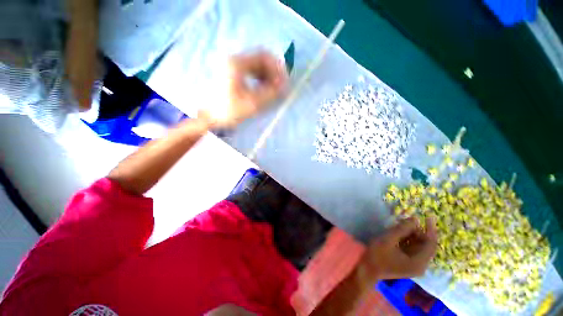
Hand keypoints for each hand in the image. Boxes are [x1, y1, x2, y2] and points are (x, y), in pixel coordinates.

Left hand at [199, 51, 287, 127]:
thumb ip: (270, 93)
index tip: (284, 82)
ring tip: (274, 90)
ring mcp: (232, 67)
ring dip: (268, 76)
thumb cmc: (229, 110)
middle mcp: (234, 60)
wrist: (210, 117)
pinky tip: (264, 90)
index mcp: (237, 63)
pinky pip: (251, 73)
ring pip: (256, 66)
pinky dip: (261, 80)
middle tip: (281, 86)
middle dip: (273, 72)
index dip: (277, 68)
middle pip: (260, 60)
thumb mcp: (252, 103)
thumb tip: (284, 87)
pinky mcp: (232, 75)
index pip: (264, 56)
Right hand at [359, 217, 437, 282]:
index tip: (428, 216)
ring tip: (401, 224)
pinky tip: (398, 232)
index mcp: (419, 263)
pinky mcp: (407, 262)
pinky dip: (407, 239)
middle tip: (407, 220)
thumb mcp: (388, 240)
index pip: (430, 244)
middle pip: (425, 245)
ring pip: (418, 245)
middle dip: (417, 231)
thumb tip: (415, 219)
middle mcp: (420, 265)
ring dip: (411, 234)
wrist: (367, 269)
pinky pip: (411, 248)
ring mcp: (413, 264)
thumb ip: (402, 229)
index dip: (430, 229)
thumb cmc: (377, 255)